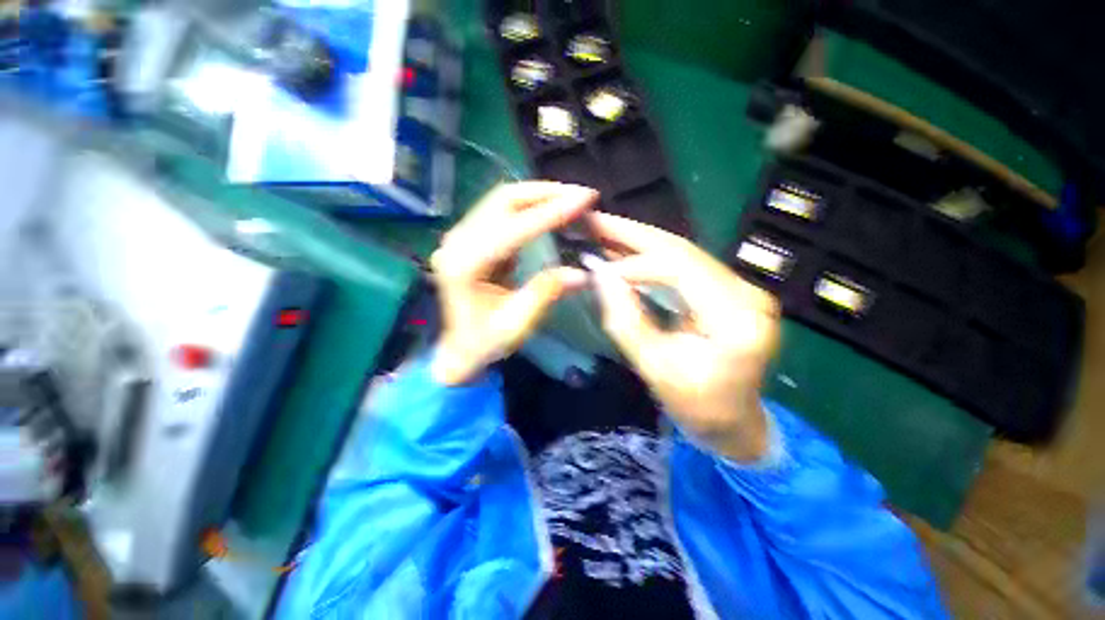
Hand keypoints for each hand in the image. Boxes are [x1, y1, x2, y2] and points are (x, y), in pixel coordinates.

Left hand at [429, 182, 597, 385]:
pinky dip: (529, 206)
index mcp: (465, 265)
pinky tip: (550, 210)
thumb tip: (582, 274)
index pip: (513, 228)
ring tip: (571, 198)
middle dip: (546, 193)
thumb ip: (546, 293)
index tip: (585, 199)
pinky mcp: (470, 238)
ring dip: (538, 195)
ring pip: (502, 200)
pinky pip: (502, 211)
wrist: (458, 350)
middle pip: (504, 200)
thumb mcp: (517, 324)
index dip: (551, 212)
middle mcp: (458, 242)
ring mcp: (461, 237)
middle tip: (582, 195)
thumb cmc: (484, 343)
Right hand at [588, 213, 780, 461]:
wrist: (734, 423)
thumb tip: (600, 275)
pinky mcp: (726, 291)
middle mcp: (746, 293)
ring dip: (638, 241)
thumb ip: (626, 320)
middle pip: (682, 250)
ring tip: (602, 228)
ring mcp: (739, 288)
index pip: (679, 270)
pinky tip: (624, 250)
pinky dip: (649, 257)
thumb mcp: (655, 369)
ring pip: (681, 253)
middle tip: (593, 220)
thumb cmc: (697, 406)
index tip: (595, 268)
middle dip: (632, 234)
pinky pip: (683, 266)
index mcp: (737, 319)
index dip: (633, 265)